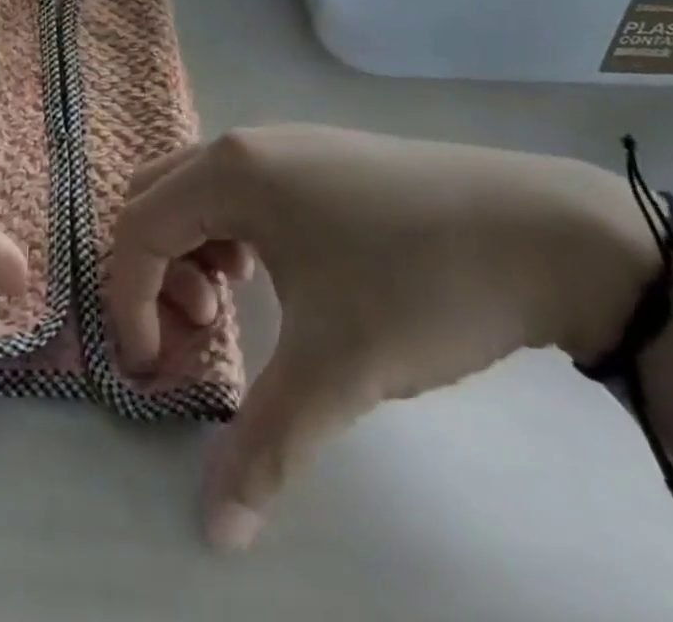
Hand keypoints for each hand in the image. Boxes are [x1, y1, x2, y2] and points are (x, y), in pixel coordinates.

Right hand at [110, 125, 653, 549]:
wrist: (543, 232)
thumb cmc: (419, 285)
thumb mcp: (338, 367)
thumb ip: (265, 445)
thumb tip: (216, 530)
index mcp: (231, 172)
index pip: (139, 229)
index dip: (129, 303)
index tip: (157, 372)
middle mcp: (245, 143)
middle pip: (154, 196)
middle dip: (154, 268)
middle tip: (199, 329)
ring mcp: (285, 141)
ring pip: (195, 185)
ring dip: (190, 246)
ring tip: (232, 300)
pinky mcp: (319, 154)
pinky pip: (238, 184)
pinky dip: (227, 228)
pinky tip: (274, 271)